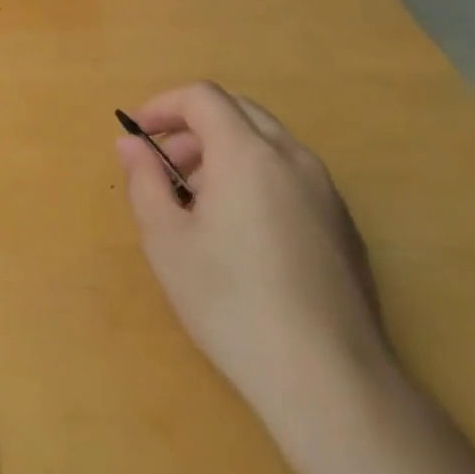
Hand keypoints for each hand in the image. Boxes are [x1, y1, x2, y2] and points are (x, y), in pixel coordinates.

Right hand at [116, 81, 396, 450]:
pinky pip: (291, 174)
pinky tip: (242, 233)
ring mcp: (326, 190)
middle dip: (193, 128)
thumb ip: (144, 180)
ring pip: (267, 142)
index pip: (203, 97)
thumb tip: (131, 144)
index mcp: (248, 154)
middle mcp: (293, 158)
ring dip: (224, 151)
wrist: (327, 376)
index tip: (139, 135)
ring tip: (198, 203)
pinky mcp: (343, 222)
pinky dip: (255, 175)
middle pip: (238, 111)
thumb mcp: (166, 241)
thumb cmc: (231, 302)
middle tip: (165, 169)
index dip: (163, 105)